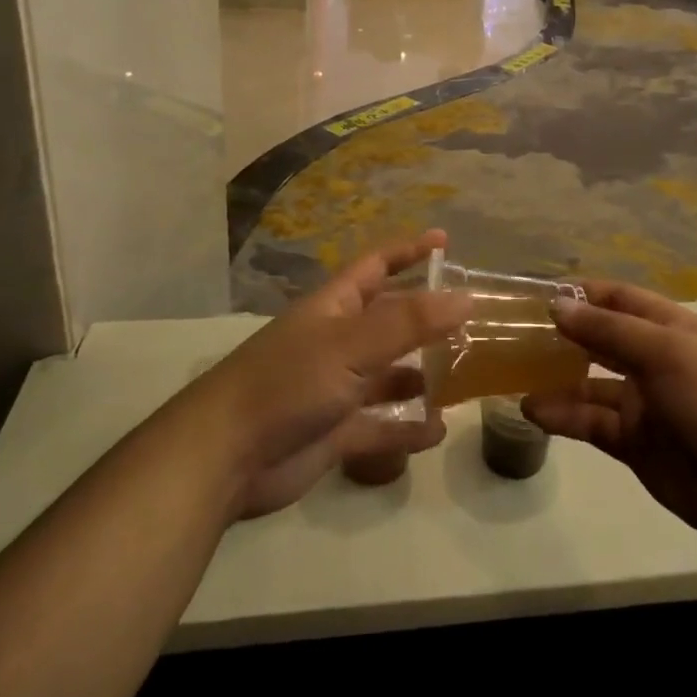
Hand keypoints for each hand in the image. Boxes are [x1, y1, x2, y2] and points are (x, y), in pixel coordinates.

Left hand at [177, 233, 470, 520]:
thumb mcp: (352, 344)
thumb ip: (410, 322)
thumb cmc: (289, 382)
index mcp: (336, 306)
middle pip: (389, 320)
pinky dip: (406, 428)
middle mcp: (339, 341)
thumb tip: (466, 297)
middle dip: (426, 318)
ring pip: (389, 374)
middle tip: (471, 320)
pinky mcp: (335, 432)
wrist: (226, 456)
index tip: (445, 241)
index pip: (378, 265)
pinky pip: (380, 425)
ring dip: (421, 374)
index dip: (409, 250)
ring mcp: (336, 387)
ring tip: (463, 377)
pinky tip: (436, 430)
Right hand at [523, 282, 696, 549]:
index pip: (617, 298)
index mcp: (667, 327)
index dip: (581, 292)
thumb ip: (607, 330)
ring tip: (512, 374)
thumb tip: (557, 305)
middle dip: (562, 333)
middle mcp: (652, 359)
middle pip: (600, 338)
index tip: (536, 292)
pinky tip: (532, 411)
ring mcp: (642, 402)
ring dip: (555, 377)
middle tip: (513, 332)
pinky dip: (562, 415)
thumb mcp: (663, 352)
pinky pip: (591, 422)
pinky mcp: (634, 442)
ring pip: (589, 382)